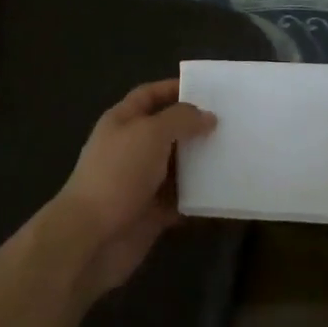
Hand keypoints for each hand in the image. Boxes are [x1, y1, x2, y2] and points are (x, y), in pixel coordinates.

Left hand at [49, 78, 215, 299]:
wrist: (91, 238)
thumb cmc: (118, 173)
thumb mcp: (150, 133)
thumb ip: (181, 119)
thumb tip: (207, 116)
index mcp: (123, 121)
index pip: (149, 95)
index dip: (174, 88)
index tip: (208, 89)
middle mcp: (132, 148)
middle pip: (167, 130)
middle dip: (195, 125)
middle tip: (231, 122)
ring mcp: (141, 181)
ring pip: (178, 165)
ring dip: (202, 161)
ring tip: (236, 152)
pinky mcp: (152, 212)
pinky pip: (182, 198)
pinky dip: (200, 195)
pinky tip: (226, 189)